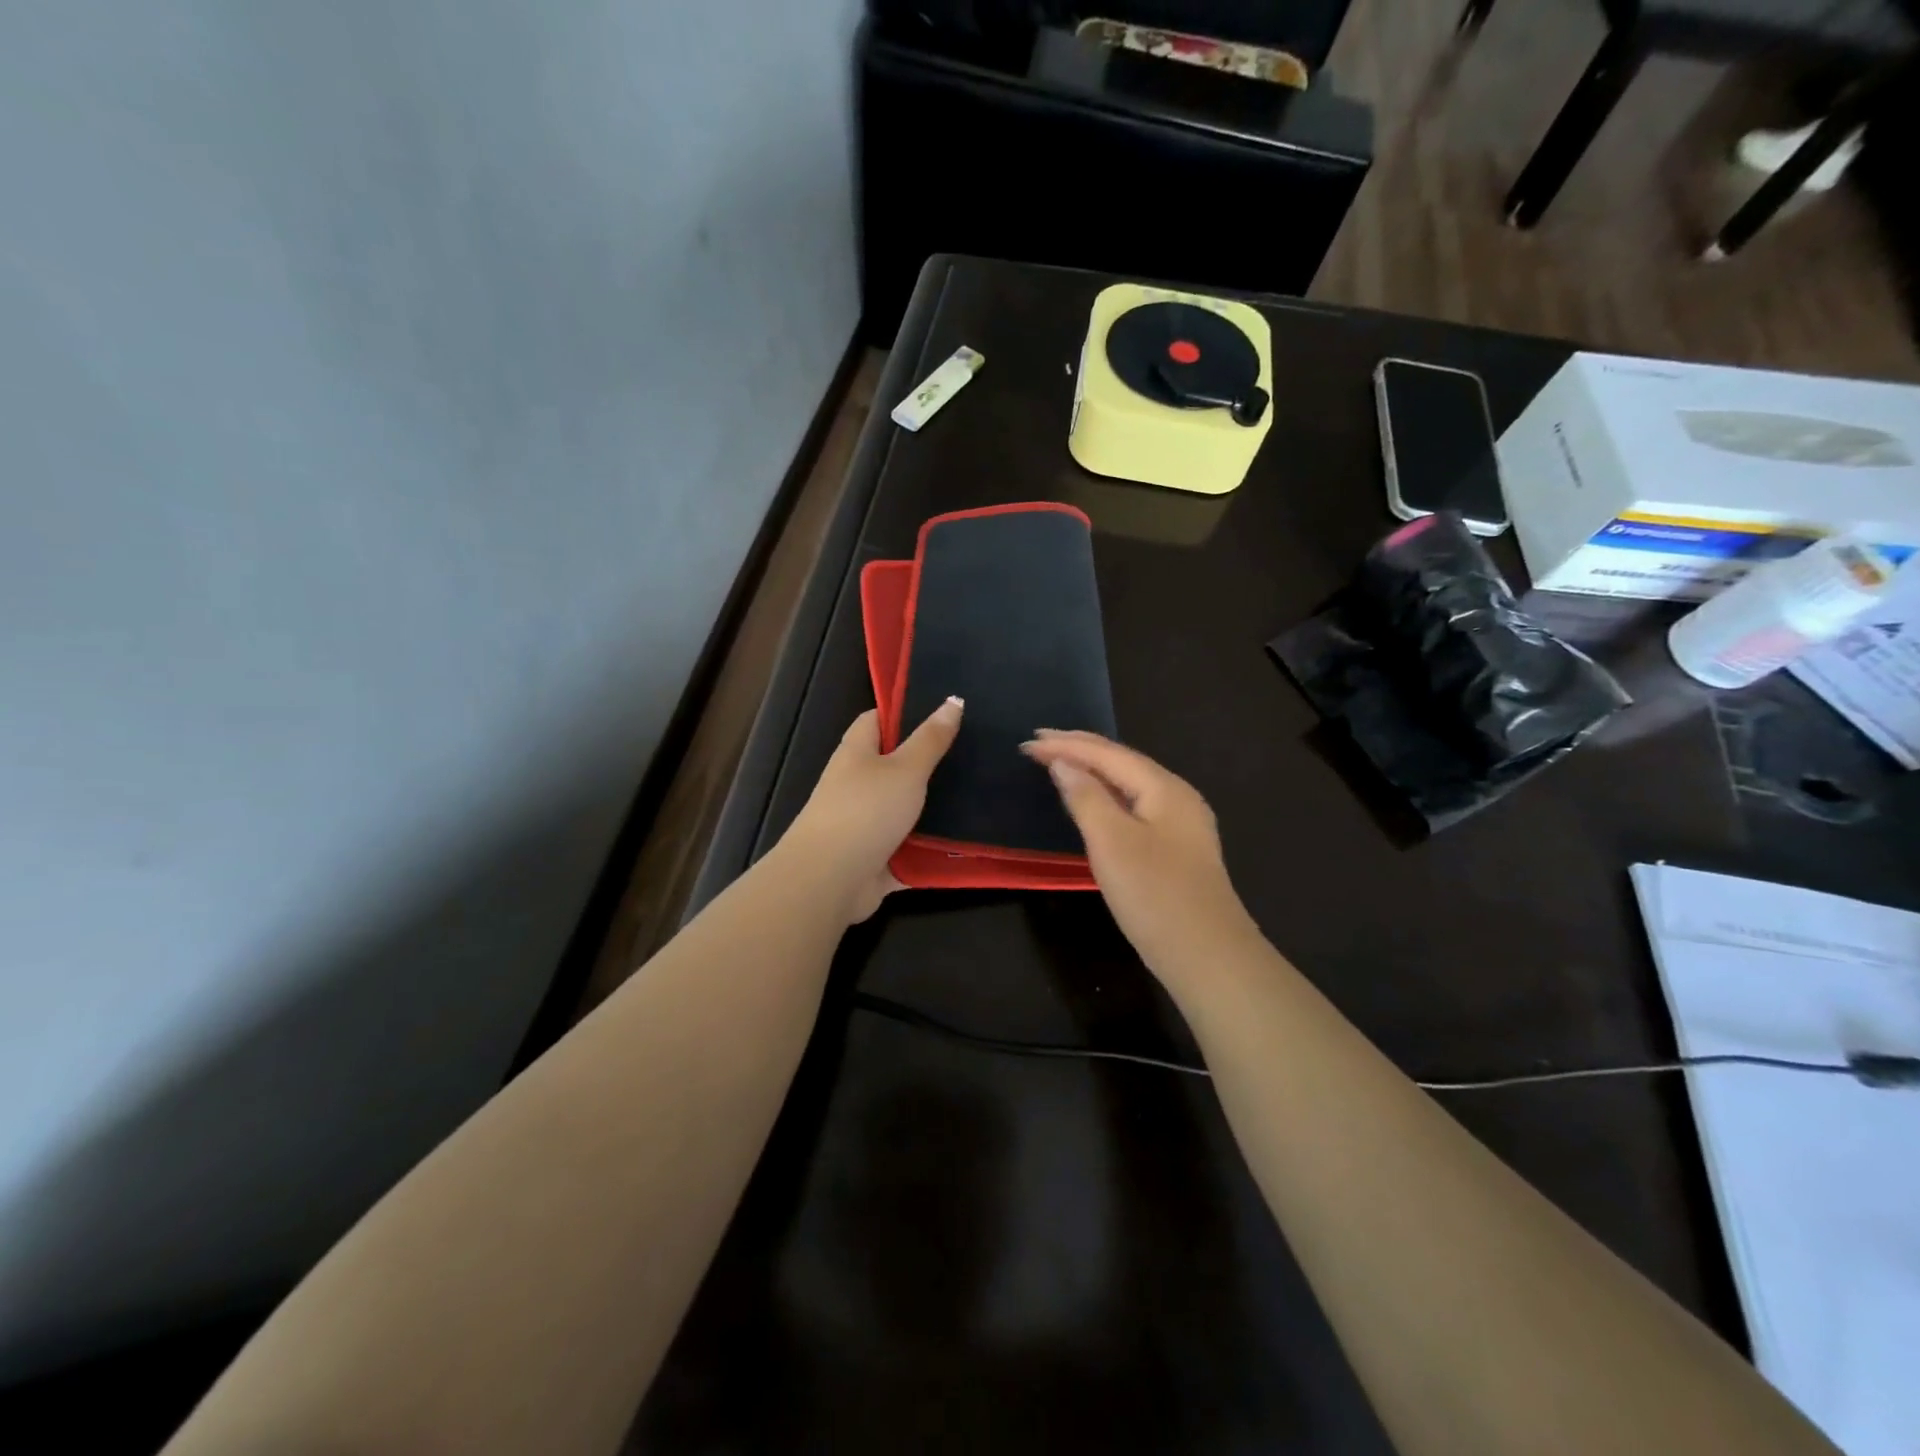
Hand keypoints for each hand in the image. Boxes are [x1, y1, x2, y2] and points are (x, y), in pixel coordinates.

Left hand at [782, 697, 964, 923]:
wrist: (829, 880)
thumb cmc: (865, 811)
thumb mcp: (905, 769)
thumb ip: (931, 739)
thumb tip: (953, 700)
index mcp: (857, 753)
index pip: (878, 720)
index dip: (906, 713)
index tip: (944, 713)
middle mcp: (858, 784)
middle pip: (897, 766)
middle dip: (931, 763)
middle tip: (975, 755)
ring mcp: (866, 823)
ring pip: (907, 809)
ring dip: (936, 808)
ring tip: (981, 795)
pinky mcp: (877, 858)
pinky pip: (912, 848)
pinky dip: (934, 848)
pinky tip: (968, 841)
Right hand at [1021, 730, 1258, 984]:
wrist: (1207, 956)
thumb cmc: (1155, 895)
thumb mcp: (1112, 842)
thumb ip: (1086, 797)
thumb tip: (1064, 764)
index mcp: (1164, 788)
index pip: (1107, 754)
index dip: (1066, 746)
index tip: (1027, 743)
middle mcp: (1177, 796)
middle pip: (1121, 762)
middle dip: (1079, 750)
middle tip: (1038, 744)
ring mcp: (1180, 824)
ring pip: (1128, 784)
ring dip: (1092, 770)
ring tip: (1058, 763)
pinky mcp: (1176, 849)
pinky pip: (1134, 806)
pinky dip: (1106, 795)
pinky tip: (1093, 803)